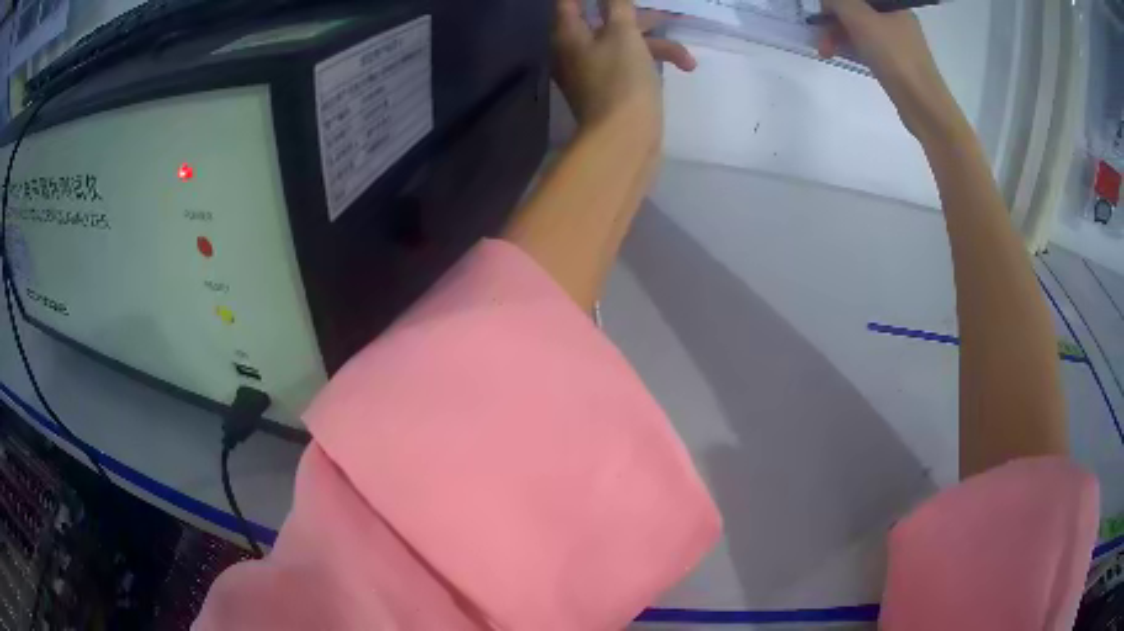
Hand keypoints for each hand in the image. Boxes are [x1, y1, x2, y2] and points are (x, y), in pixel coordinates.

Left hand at [553, 0, 695, 137]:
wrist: (624, 141)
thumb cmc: (621, 80)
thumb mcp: (623, 34)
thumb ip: (617, 6)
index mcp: (569, 34)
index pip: (570, 1)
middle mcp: (574, 51)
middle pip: (604, 21)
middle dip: (638, 17)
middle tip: (664, 14)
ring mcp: (591, 72)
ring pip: (623, 45)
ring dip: (657, 46)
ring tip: (687, 59)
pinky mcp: (609, 90)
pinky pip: (628, 65)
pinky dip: (650, 64)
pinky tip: (678, 70)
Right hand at [818, 0, 965, 141]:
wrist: (924, 105)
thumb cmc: (894, 56)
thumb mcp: (860, 19)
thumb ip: (839, 1)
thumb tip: (828, 0)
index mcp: (893, 4)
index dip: (836, 2)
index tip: (822, 13)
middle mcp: (896, 18)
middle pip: (857, 10)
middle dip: (833, 20)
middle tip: (819, 37)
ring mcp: (897, 41)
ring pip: (860, 28)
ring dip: (838, 35)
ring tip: (825, 52)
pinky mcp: (896, 61)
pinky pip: (867, 45)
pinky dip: (851, 47)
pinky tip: (841, 56)